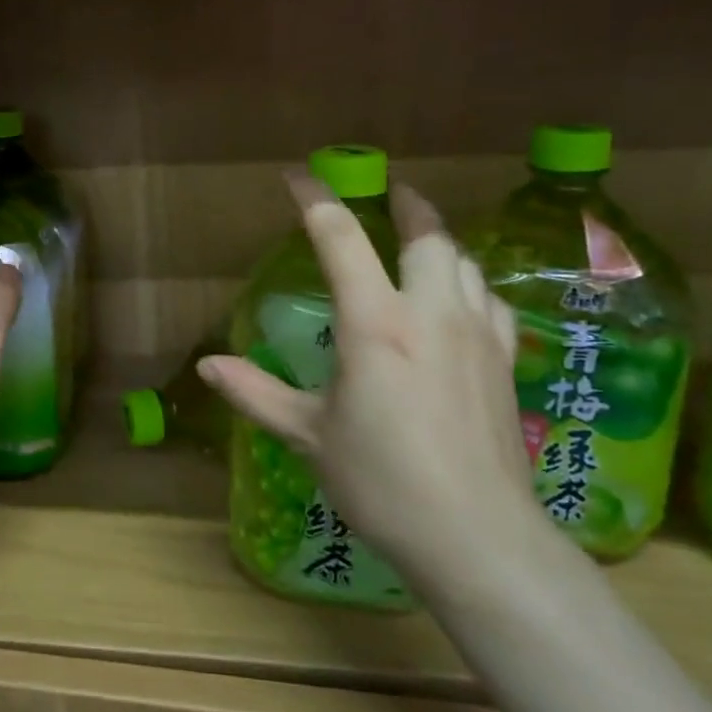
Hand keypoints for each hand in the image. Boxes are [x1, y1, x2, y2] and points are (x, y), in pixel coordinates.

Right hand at [198, 177, 548, 582]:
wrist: (476, 535)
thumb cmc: (381, 481)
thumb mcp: (307, 435)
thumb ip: (254, 393)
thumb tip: (207, 366)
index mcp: (374, 325)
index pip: (341, 239)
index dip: (315, 200)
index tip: (297, 177)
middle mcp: (430, 314)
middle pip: (427, 235)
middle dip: (407, 203)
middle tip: (389, 192)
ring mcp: (476, 334)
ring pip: (464, 261)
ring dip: (439, 240)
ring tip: (419, 239)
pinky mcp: (504, 360)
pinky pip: (489, 299)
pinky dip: (469, 283)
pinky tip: (459, 300)